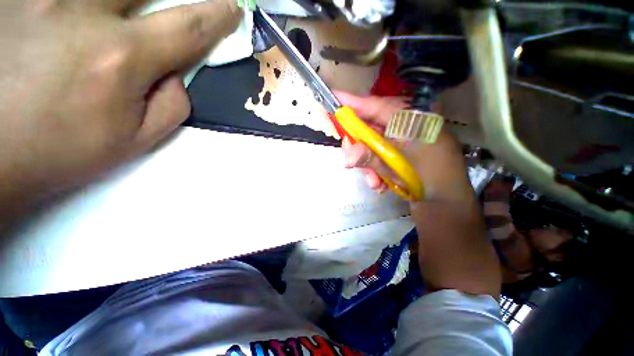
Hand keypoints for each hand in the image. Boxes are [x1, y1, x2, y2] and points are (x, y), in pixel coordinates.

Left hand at [0, 0, 239, 215]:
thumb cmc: (61, 149)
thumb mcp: (134, 140)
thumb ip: (172, 105)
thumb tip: (178, 73)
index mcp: (119, 58)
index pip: (188, 28)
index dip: (217, 16)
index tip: (232, 8)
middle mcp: (80, 11)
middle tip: (170, 3)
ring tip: (128, 10)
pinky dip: (82, 1)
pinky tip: (82, 12)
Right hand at [337, 92, 500, 296]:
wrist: (447, 205)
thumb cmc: (427, 182)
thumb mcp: (396, 169)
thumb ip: (371, 158)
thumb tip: (347, 155)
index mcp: (413, 122)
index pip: (377, 106)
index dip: (354, 103)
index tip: (334, 98)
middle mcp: (408, 126)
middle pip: (372, 126)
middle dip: (358, 143)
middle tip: (349, 157)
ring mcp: (405, 140)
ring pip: (374, 143)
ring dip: (368, 162)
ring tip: (373, 180)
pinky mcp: (403, 152)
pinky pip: (381, 154)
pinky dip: (376, 167)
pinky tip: (379, 183)